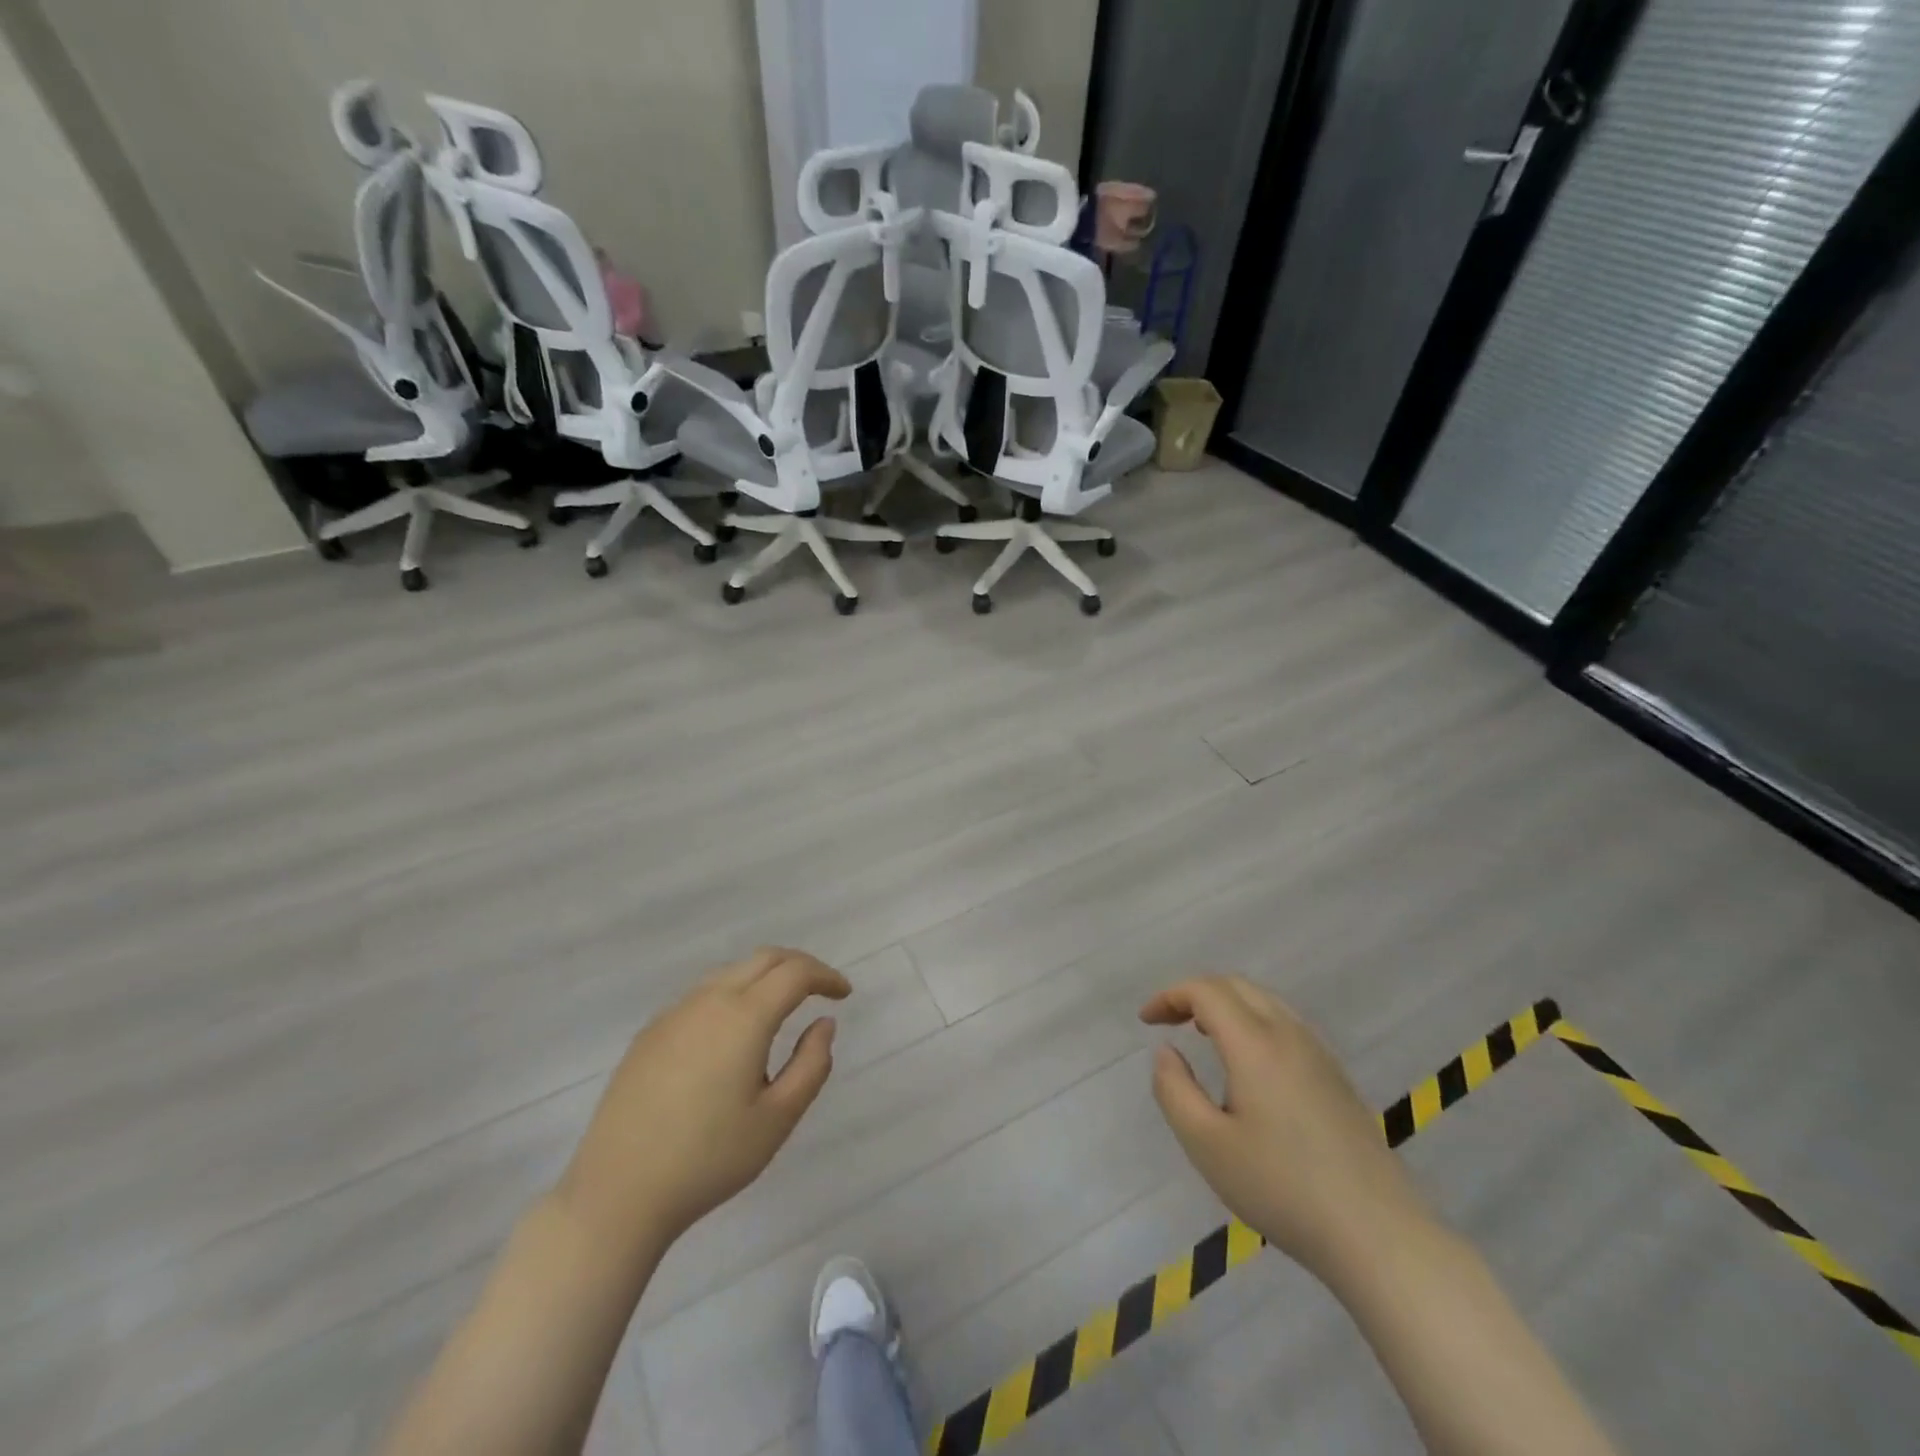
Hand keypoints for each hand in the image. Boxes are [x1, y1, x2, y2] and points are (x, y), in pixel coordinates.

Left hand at [557, 948, 850, 1254]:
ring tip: (781, 1008)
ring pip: (731, 972)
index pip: (795, 973)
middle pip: (764, 959)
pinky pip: (702, 994)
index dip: (826, 976)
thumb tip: (823, 1023)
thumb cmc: (708, 1159)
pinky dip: (733, 994)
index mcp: (744, 1016)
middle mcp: (709, 1000)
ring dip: (764, 977)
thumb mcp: (777, 1119)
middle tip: (820, 989)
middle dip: (799, 966)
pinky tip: (733, 1033)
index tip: (844, 995)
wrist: (617, 1193)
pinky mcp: (650, 1033)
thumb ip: (811, 1065)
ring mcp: (674, 1013)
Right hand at [1142, 976, 1431, 1284]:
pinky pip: (1286, 1024)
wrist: (1377, 1234)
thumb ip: (1174, 1090)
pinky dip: (1253, 1021)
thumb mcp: (1206, 1144)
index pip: (1206, 991)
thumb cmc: (1282, 1188)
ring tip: (1202, 1034)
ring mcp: (1319, 1054)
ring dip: (1227, 1005)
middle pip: (1237, 986)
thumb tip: (1166, 1051)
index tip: (1146, 1021)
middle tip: (1168, 1020)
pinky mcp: (1336, 1077)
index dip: (1170, 996)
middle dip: (1196, 993)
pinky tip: (1247, 1063)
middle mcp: (1289, 1035)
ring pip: (1265, 1002)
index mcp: (1255, 1044)